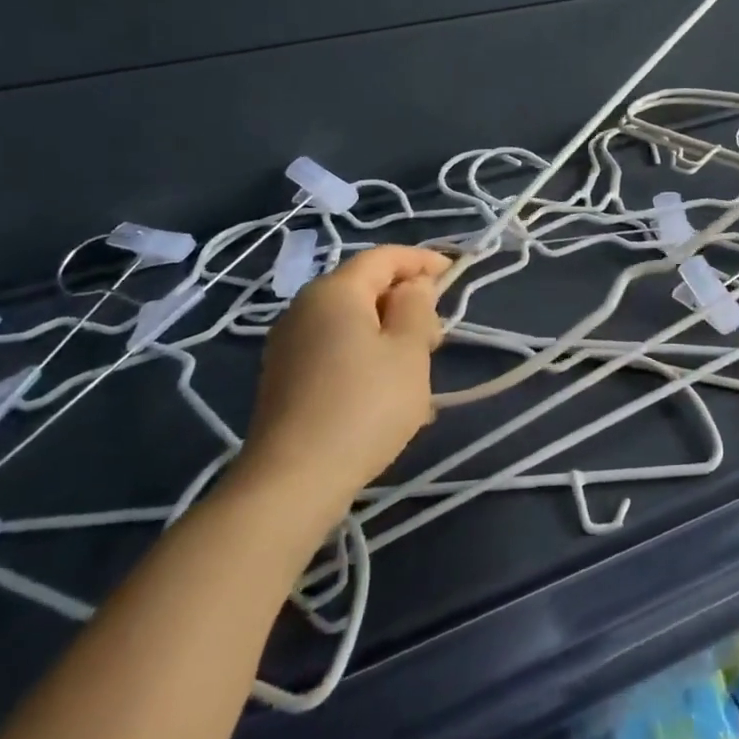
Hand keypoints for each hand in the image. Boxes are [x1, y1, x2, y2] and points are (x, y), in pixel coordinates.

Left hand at [239, 245, 449, 493]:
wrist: (291, 482)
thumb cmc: (363, 405)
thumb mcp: (409, 350)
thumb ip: (417, 306)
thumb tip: (413, 286)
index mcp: (335, 291)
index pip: (384, 257)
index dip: (422, 260)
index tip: (453, 273)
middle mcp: (304, 308)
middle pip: (365, 288)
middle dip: (405, 302)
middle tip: (437, 335)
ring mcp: (289, 346)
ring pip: (351, 323)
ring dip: (388, 334)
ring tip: (417, 369)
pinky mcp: (284, 380)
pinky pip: (335, 351)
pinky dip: (366, 358)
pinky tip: (387, 394)